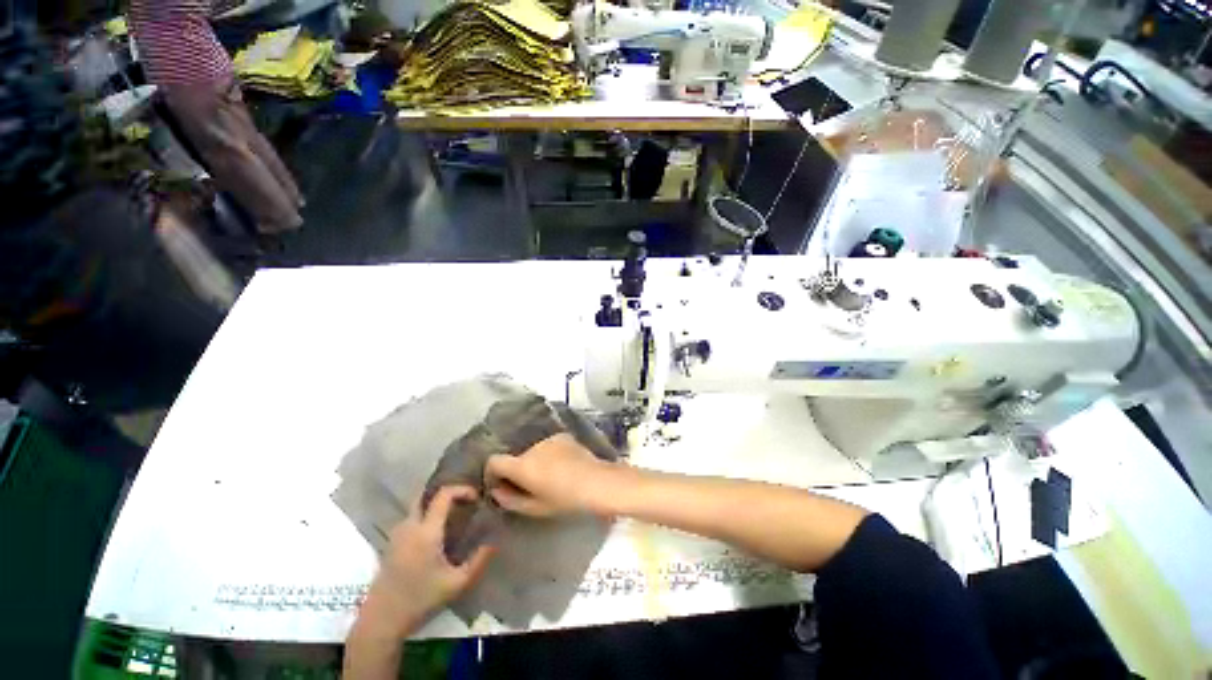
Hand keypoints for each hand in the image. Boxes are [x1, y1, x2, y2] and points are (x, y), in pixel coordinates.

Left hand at [357, 486, 494, 639]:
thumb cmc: (420, 600)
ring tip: (455, 516)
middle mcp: (409, 526)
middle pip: (426, 495)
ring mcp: (397, 534)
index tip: (476, 498)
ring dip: (436, 505)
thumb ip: (478, 561)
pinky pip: (412, 519)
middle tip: (465, 502)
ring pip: (418, 507)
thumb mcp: (457, 584)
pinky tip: (437, 533)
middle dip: (447, 493)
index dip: (462, 489)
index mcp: (426, 531)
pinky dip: (426, 516)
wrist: (380, 621)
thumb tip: (495, 542)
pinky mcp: (391, 543)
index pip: (443, 495)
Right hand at [485, 434, 618, 517]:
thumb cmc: (564, 499)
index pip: (494, 460)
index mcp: (521, 465)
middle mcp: (531, 447)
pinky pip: (548, 446)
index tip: (500, 484)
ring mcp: (548, 439)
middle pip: (516, 456)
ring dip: (535, 460)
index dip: (493, 472)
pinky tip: (562, 465)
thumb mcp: (535, 508)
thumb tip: (496, 491)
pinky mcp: (562, 436)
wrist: (595, 481)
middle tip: (531, 484)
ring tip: (550, 475)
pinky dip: (549, 454)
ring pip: (533, 450)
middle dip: (518, 469)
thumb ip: (510, 500)